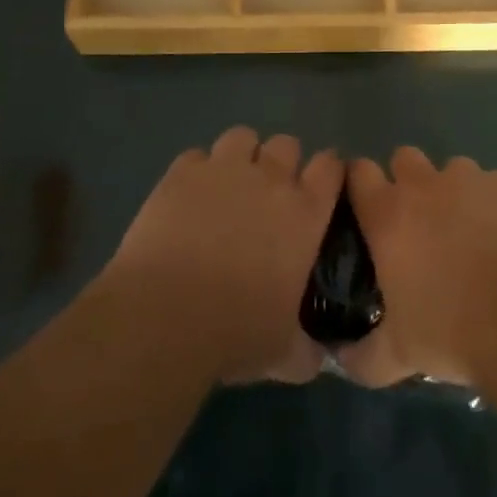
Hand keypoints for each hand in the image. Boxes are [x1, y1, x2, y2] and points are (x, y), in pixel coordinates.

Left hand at [103, 127, 341, 384]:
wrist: (166, 317)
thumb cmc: (236, 334)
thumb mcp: (285, 353)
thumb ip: (307, 349)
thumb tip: (317, 359)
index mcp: (305, 213)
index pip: (331, 167)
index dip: (328, 171)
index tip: (321, 186)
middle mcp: (270, 179)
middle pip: (287, 144)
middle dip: (282, 163)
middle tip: (268, 195)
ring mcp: (224, 170)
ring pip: (243, 137)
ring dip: (241, 157)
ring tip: (228, 187)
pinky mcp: (182, 172)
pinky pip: (197, 155)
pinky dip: (197, 172)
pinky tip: (188, 198)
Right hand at [338, 147, 496, 388]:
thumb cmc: (451, 331)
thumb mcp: (397, 355)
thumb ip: (362, 355)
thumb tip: (341, 359)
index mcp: (387, 214)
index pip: (358, 172)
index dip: (359, 184)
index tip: (364, 207)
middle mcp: (424, 185)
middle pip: (404, 158)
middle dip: (407, 181)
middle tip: (418, 222)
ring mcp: (471, 180)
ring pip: (452, 169)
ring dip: (453, 192)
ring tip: (469, 232)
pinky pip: (494, 184)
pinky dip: (494, 203)